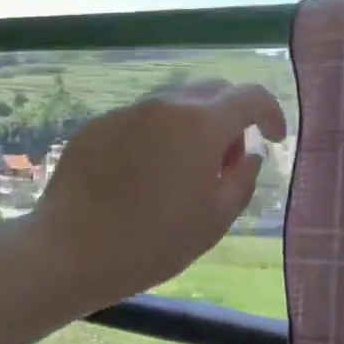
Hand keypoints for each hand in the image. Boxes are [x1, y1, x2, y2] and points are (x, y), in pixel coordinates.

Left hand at [30, 81, 287, 308]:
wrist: (69, 250)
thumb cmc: (151, 243)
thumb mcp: (213, 221)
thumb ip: (242, 180)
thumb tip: (249, 155)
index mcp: (200, 124)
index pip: (250, 96)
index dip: (271, 113)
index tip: (274, 138)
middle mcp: (164, 105)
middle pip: (211, 93)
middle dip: (230, 120)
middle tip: (224, 164)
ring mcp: (127, 112)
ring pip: (174, 106)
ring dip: (191, 129)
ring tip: (181, 176)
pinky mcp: (97, 126)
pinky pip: (140, 121)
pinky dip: (156, 138)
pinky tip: (142, 178)